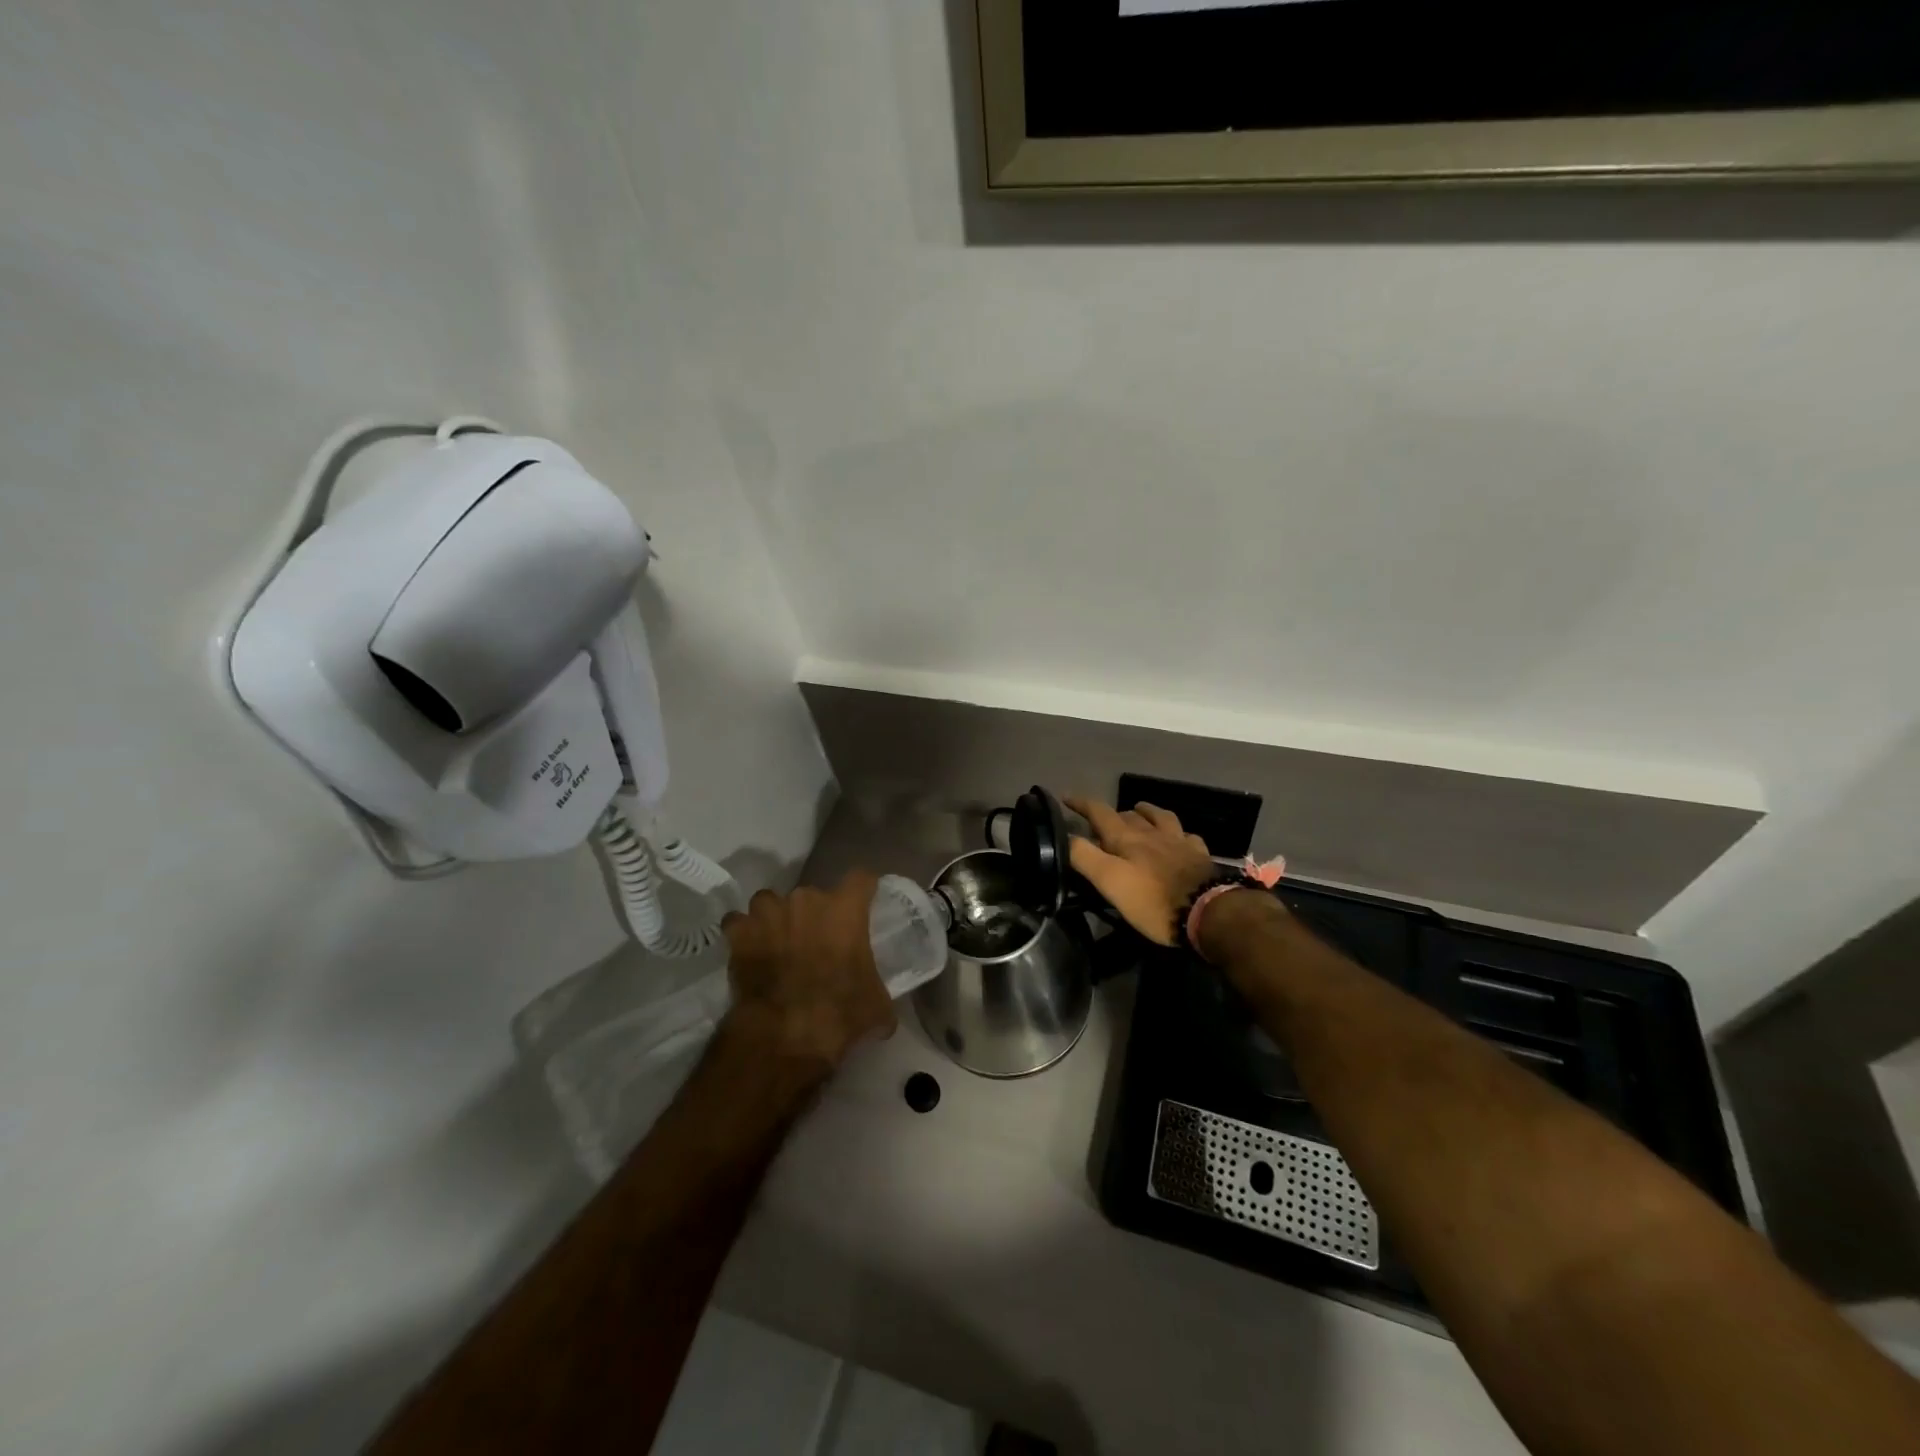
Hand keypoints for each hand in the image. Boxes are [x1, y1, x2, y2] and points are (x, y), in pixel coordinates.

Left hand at [721, 871, 896, 1071]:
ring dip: (774, 917)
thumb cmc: (839, 1013)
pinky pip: (738, 922)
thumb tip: (882, 1012)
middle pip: (812, 895)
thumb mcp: (876, 1006)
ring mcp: (769, 912)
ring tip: (776, 941)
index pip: (861, 879)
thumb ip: (878, 991)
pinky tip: (747, 950)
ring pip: (771, 902)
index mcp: (845, 909)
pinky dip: (742, 933)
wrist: (784, 1035)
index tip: (863, 902)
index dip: (862, 890)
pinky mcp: (739, 932)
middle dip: (813, 914)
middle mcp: (807, 900)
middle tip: (815, 941)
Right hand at [1065, 796, 1218, 946]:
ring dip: (1146, 812)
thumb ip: (1085, 857)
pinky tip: (1178, 838)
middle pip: (1128, 815)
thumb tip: (1064, 836)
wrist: (1208, 912)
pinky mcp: (1199, 856)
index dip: (1081, 804)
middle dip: (1111, 814)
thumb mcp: (1110, 881)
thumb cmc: (1152, 901)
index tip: (1066, 798)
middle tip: (1101, 824)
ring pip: (1160, 817)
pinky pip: (1187, 836)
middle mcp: (1152, 833)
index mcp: (1127, 838)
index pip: (1099, 812)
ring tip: (1139, 812)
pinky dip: (1178, 833)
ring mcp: (1178, 842)